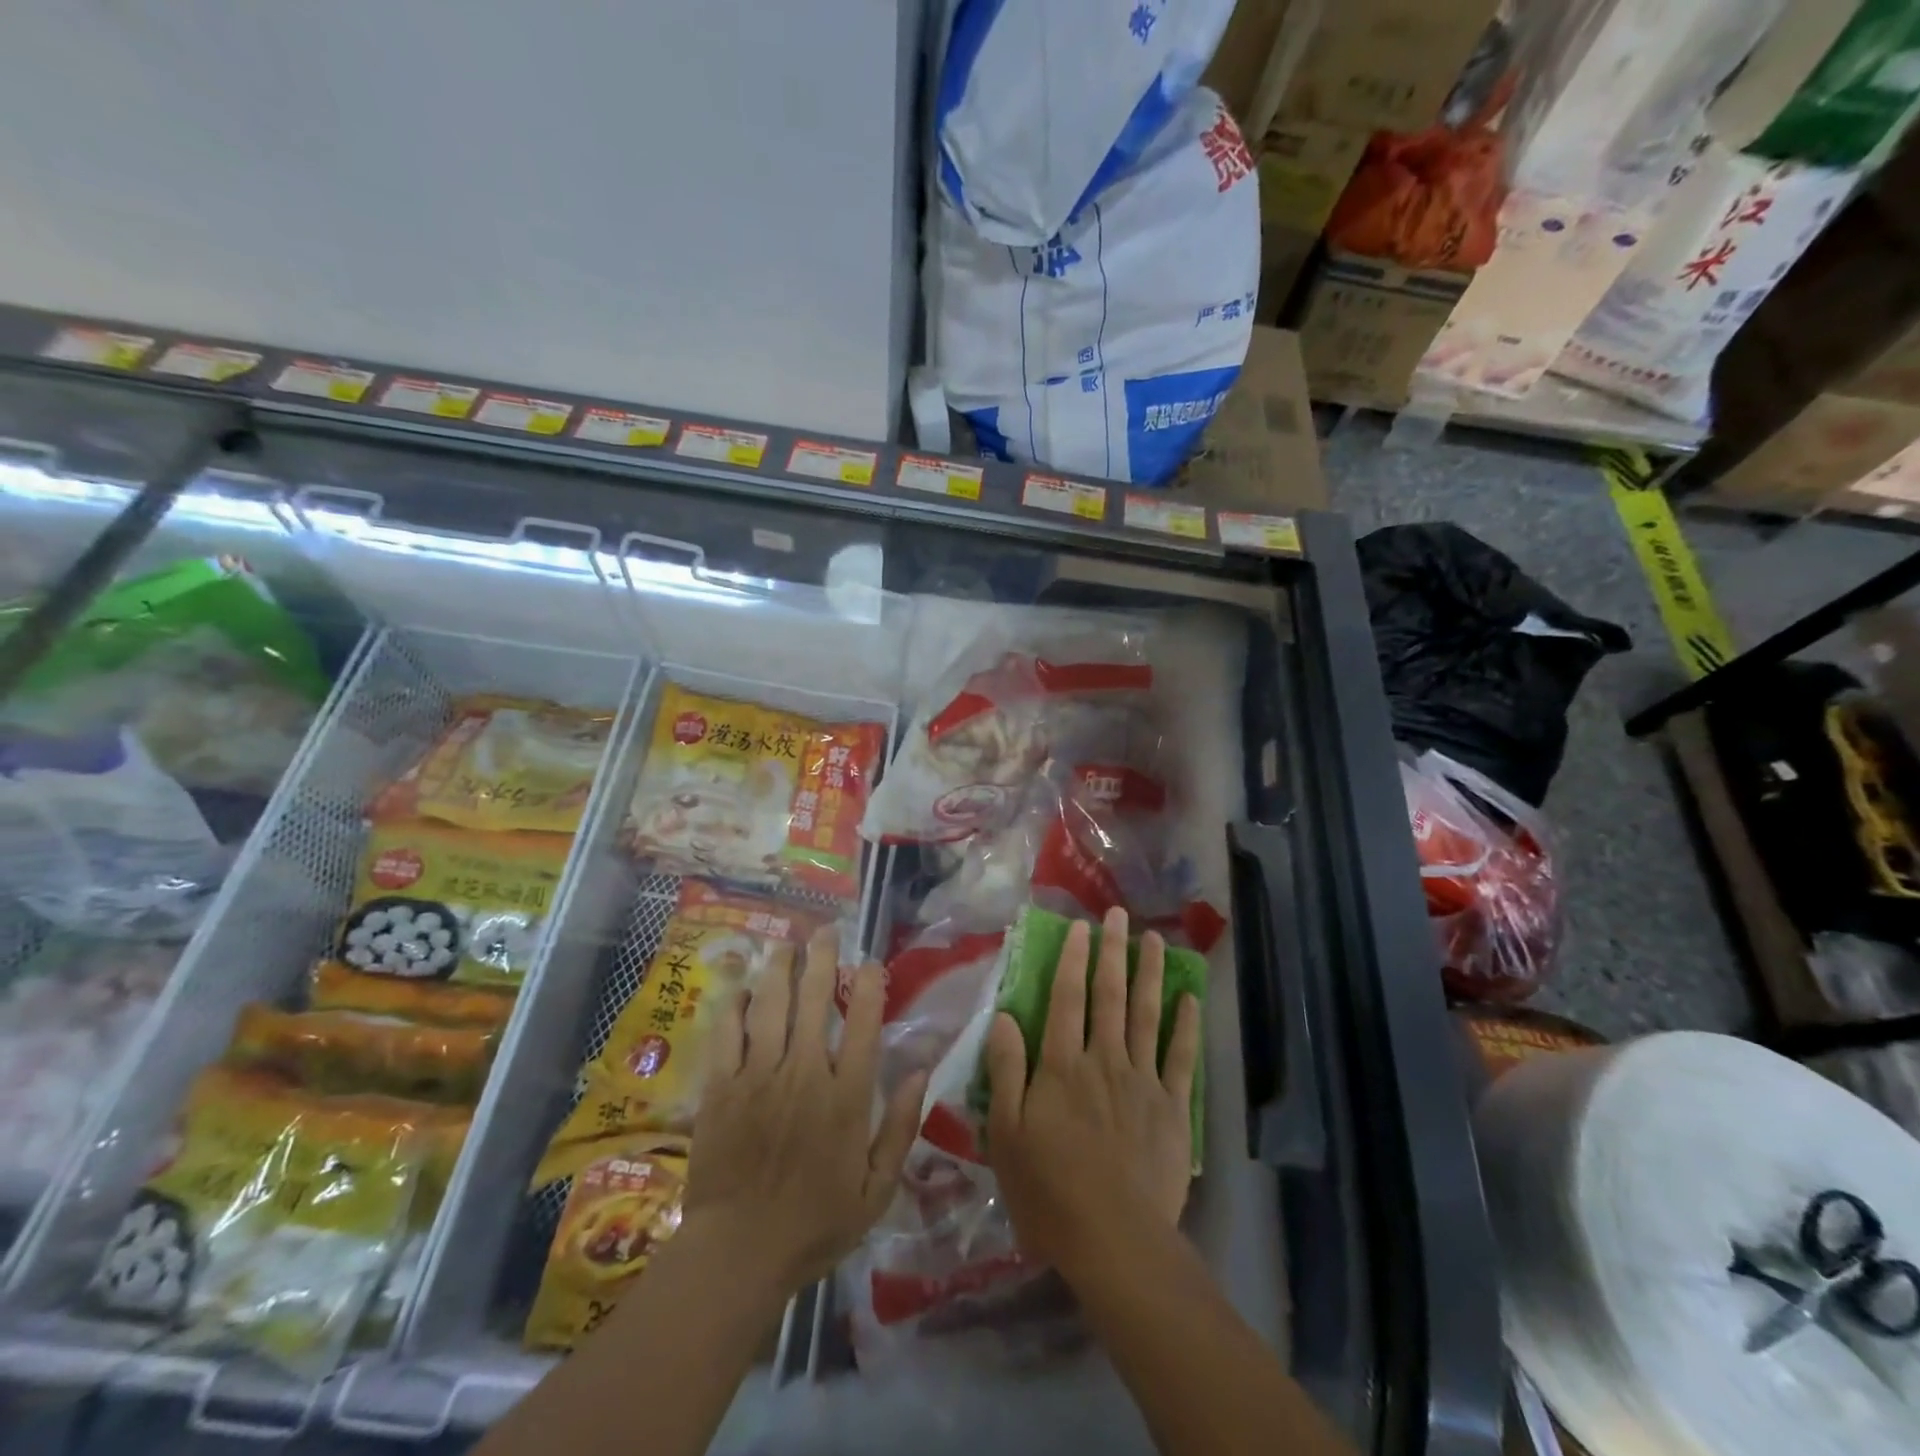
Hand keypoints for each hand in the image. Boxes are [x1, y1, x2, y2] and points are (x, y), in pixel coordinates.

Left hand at [683, 927, 926, 1294]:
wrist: (738, 1254)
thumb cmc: (815, 1224)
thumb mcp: (877, 1189)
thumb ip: (901, 1127)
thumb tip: (922, 1071)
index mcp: (846, 1096)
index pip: (863, 1023)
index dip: (868, 986)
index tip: (870, 962)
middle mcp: (804, 1073)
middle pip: (814, 999)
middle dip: (822, 958)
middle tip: (825, 931)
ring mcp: (759, 1076)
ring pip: (771, 1005)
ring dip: (780, 969)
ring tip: (786, 944)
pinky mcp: (722, 1087)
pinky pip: (728, 1033)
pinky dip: (736, 1006)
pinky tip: (742, 988)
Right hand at [985, 908, 1200, 1277]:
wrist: (1115, 1240)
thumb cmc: (1049, 1190)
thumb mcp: (1006, 1134)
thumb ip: (1005, 1070)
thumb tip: (1003, 1016)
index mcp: (1062, 1065)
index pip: (1066, 998)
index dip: (1072, 959)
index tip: (1080, 926)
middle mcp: (1104, 1059)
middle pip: (1109, 995)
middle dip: (1113, 951)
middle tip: (1119, 915)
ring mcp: (1142, 1081)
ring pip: (1146, 1015)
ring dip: (1150, 974)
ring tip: (1155, 940)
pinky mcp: (1172, 1108)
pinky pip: (1180, 1058)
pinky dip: (1186, 1026)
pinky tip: (1190, 999)